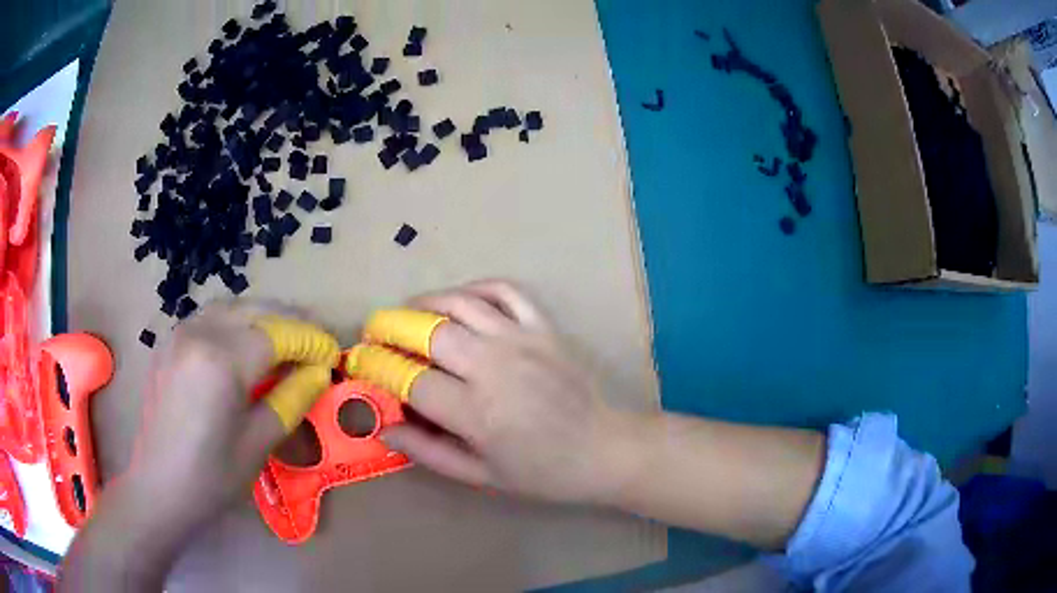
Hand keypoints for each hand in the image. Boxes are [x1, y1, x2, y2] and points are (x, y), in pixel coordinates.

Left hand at [124, 300, 315, 531]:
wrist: (159, 486)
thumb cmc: (212, 476)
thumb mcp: (259, 442)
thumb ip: (292, 399)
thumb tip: (319, 372)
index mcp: (222, 360)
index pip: (278, 334)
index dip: (310, 341)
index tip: (333, 354)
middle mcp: (199, 333)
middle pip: (255, 310)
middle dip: (292, 321)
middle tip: (316, 342)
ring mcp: (179, 332)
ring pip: (232, 307)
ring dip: (263, 316)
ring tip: (286, 339)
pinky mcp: (169, 341)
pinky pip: (209, 317)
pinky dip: (236, 321)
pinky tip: (245, 344)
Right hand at [380, 281, 635, 504]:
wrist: (604, 449)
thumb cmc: (542, 472)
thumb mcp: (481, 474)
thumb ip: (428, 451)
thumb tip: (383, 427)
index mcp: (477, 412)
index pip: (411, 380)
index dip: (379, 369)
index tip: (360, 363)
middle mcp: (495, 366)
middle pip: (428, 332)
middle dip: (390, 327)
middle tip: (373, 332)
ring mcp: (522, 340)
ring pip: (460, 303)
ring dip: (424, 302)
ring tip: (405, 312)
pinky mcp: (543, 327)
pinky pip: (505, 290)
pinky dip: (476, 287)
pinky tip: (459, 300)